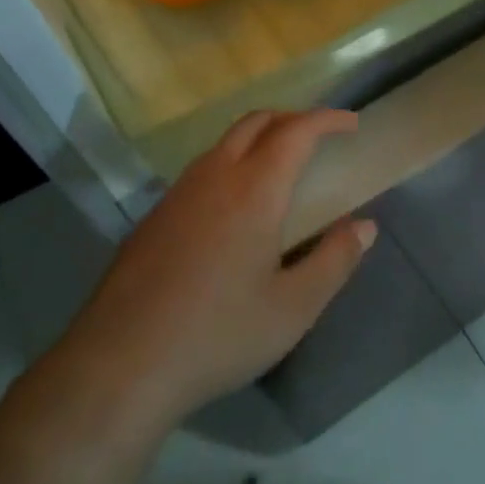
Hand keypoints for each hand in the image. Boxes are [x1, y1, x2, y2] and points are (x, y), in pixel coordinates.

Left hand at [46, 109, 374, 431]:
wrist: (120, 365)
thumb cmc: (219, 334)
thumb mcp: (293, 308)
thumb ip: (335, 260)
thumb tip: (364, 226)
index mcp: (254, 190)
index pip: (296, 131)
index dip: (327, 119)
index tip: (351, 123)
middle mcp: (214, 177)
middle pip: (256, 122)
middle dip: (292, 118)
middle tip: (319, 138)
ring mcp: (177, 193)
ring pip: (224, 143)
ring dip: (259, 138)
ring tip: (282, 168)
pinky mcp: (154, 216)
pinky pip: (202, 169)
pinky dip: (232, 163)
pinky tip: (235, 207)